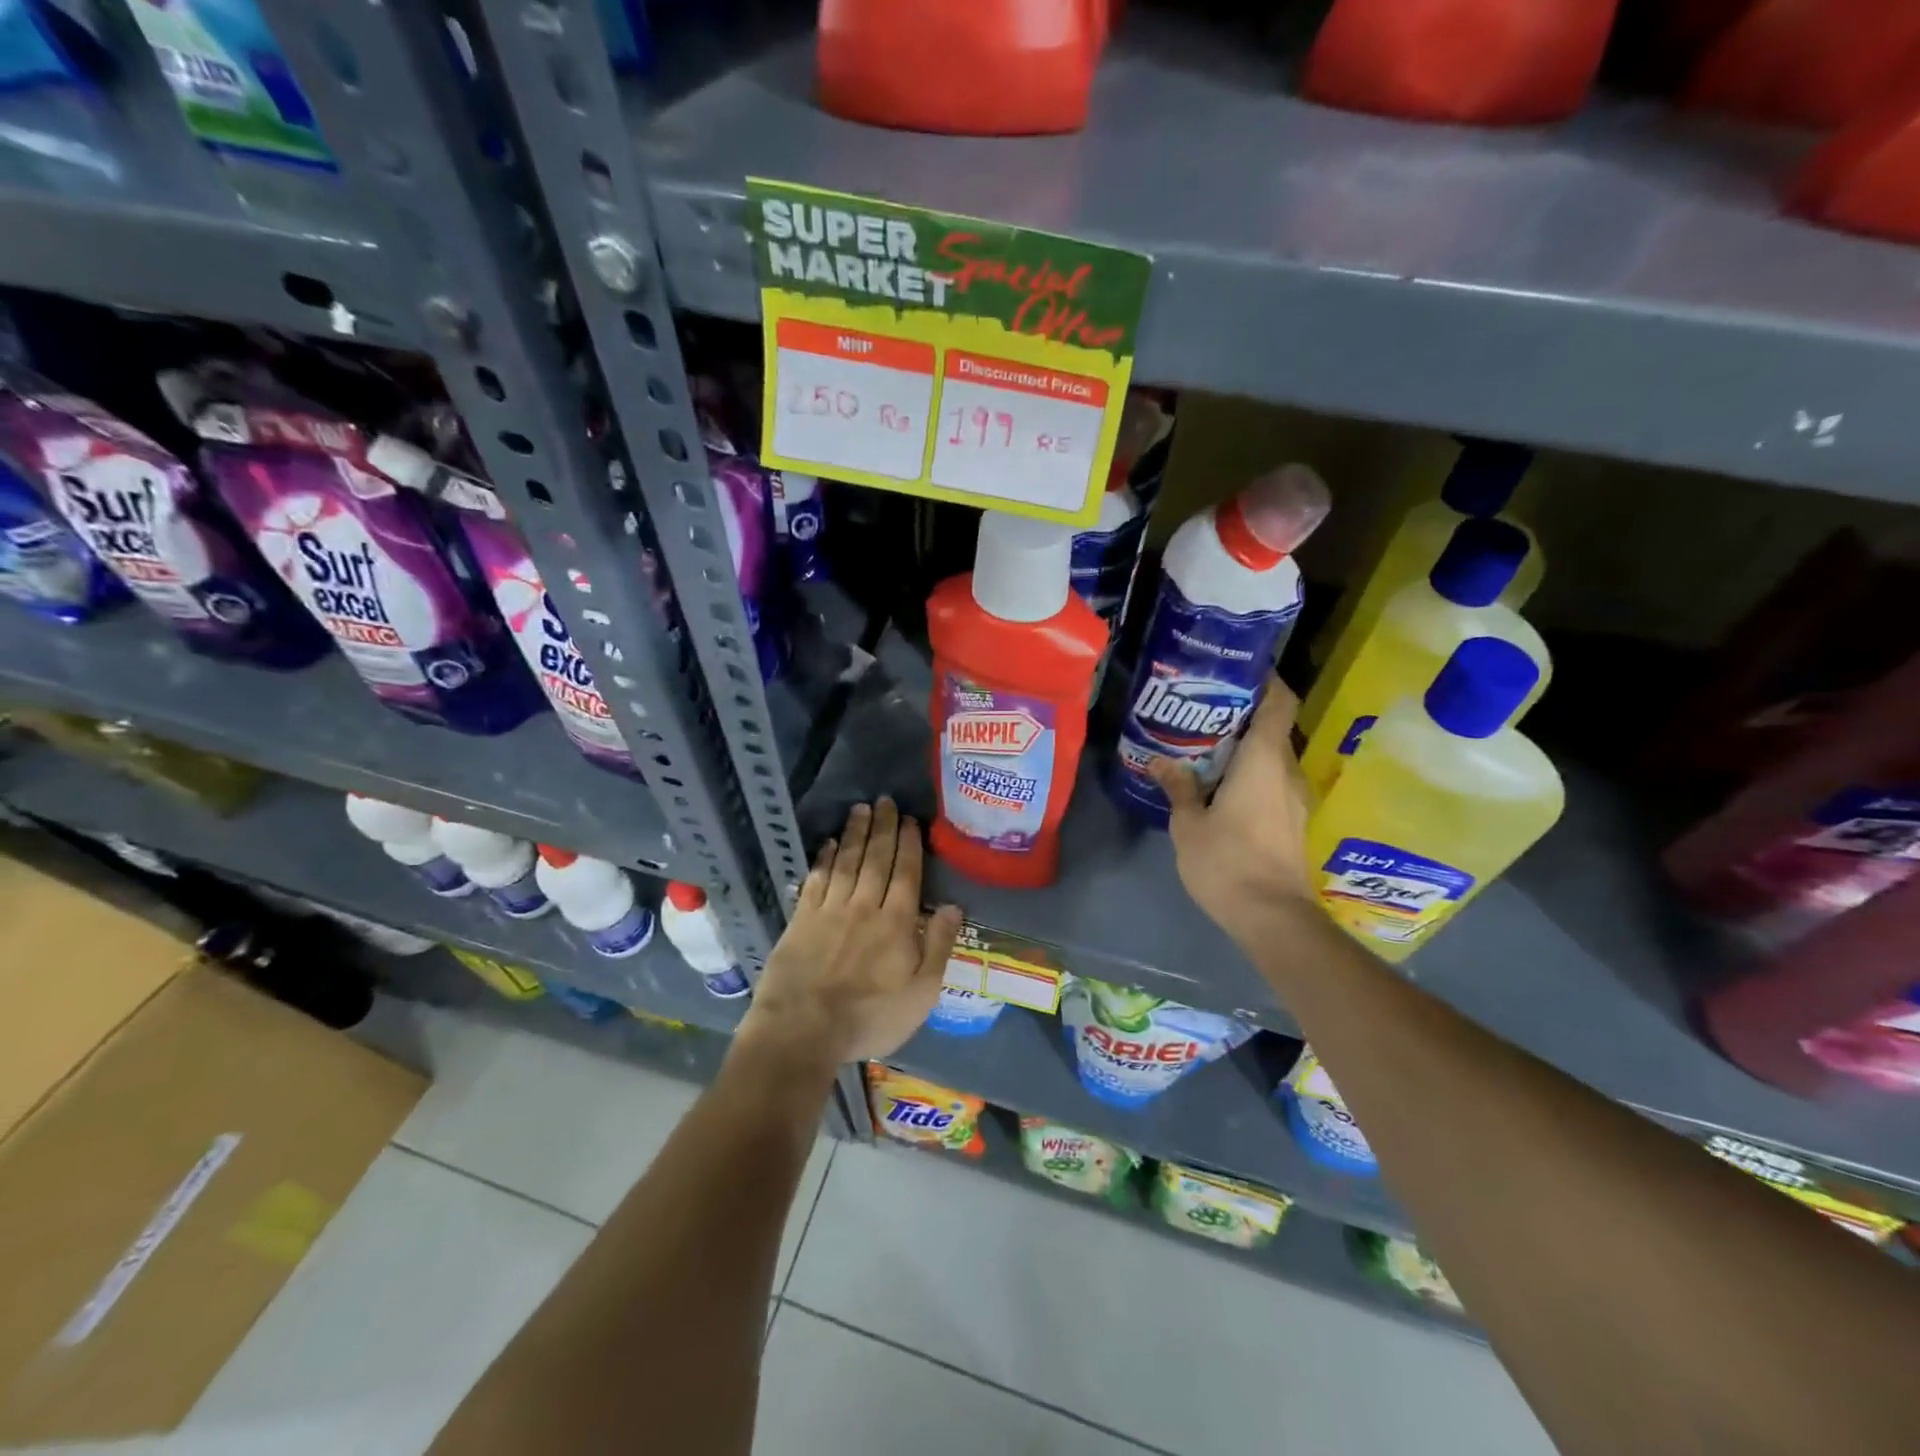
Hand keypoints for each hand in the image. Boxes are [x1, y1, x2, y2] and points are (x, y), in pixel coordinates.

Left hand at [741, 798, 964, 1066]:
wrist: (803, 1030)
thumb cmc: (870, 1017)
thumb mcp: (921, 993)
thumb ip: (939, 946)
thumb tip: (953, 906)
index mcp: (897, 922)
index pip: (906, 873)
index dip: (909, 844)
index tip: (910, 820)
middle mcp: (864, 906)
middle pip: (876, 859)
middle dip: (883, 828)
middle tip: (885, 801)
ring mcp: (830, 910)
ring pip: (846, 862)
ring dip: (854, 833)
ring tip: (860, 809)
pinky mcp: (801, 919)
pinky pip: (816, 880)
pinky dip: (823, 859)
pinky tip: (827, 844)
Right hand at [1149, 681, 1316, 950]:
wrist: (1272, 917)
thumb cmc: (1227, 862)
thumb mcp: (1188, 824)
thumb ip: (1178, 787)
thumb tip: (1161, 760)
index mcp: (1263, 760)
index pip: (1279, 702)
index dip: (1266, 679)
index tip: (1239, 670)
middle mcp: (1286, 771)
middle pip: (1274, 727)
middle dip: (1243, 714)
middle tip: (1203, 708)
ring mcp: (1294, 797)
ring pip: (1273, 756)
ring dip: (1246, 746)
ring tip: (1206, 744)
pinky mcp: (1292, 820)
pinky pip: (1272, 780)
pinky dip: (1250, 771)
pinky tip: (1220, 783)